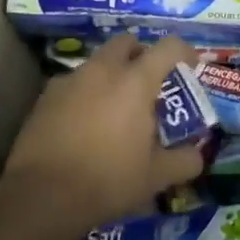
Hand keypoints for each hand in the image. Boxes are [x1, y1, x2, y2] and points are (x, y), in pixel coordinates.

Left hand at [0, 34, 206, 233]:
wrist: (42, 196)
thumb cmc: (108, 180)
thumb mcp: (156, 177)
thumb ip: (185, 161)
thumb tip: (197, 155)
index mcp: (135, 82)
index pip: (168, 48)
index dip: (184, 51)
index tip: (191, 66)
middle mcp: (102, 71)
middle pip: (126, 43)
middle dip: (141, 54)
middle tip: (150, 82)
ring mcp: (69, 81)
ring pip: (97, 63)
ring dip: (112, 74)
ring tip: (116, 107)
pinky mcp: (45, 98)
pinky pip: (73, 83)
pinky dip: (86, 93)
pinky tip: (86, 122)